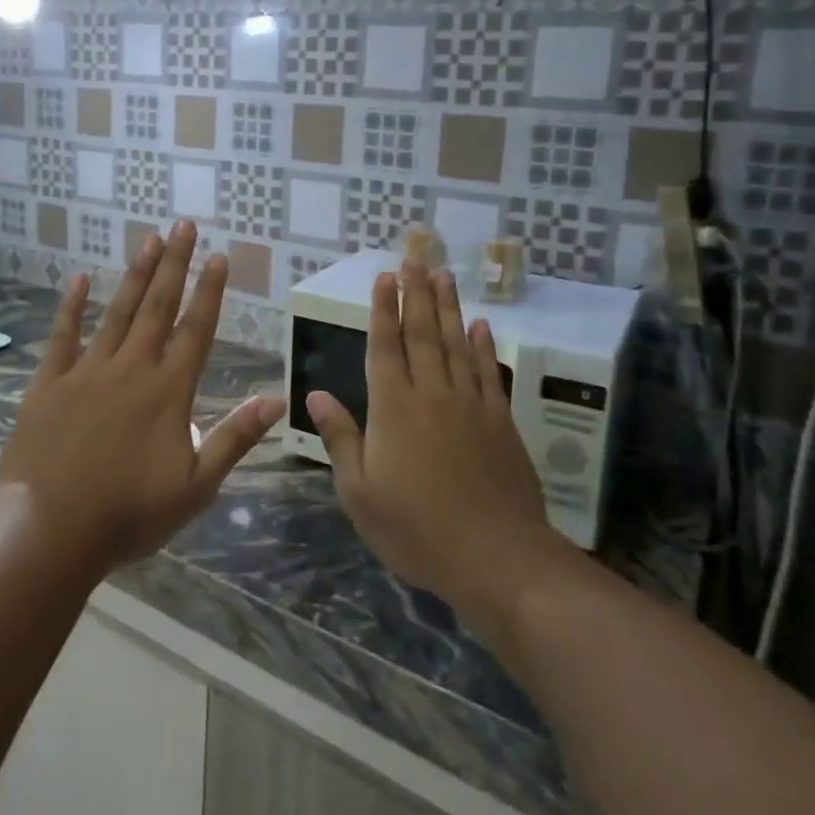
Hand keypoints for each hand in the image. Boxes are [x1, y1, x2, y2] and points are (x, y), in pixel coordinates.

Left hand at [0, 220, 284, 575]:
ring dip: (135, 274)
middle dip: (175, 264)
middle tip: (184, 225)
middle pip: (158, 306)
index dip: (209, 291)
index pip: (196, 329)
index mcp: (169, 392)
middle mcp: (131, 369)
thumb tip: (277, 400)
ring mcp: (87, 371)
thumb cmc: (129, 515)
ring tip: (149, 239)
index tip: (219, 256)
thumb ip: (235, 437)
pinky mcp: (49, 382)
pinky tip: (79, 278)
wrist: (51, 531)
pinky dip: (71, 305)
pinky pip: (63, 335)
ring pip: (117, 311)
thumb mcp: (196, 486)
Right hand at [308, 263, 574, 628]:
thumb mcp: (360, 492)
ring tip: (444, 275)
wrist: (497, 557)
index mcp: (393, 409)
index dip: (382, 310)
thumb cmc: (417, 529)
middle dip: (415, 294)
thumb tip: (314, 395)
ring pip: (456, 344)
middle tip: (414, 257)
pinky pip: (489, 372)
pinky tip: (481, 325)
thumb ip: (340, 438)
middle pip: (422, 334)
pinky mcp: (500, 422)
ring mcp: (471, 405)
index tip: (383, 277)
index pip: (385, 347)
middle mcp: (432, 395)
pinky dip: (484, 346)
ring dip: (449, 307)